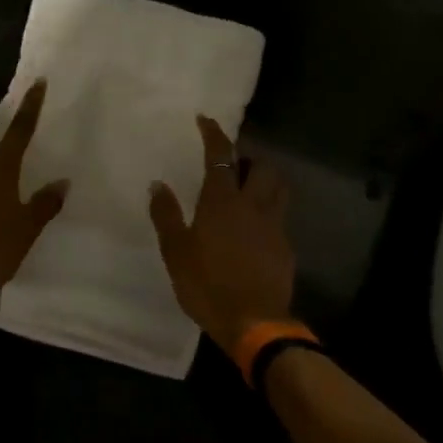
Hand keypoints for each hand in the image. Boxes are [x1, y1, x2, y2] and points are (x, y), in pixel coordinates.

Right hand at [148, 116, 295, 358]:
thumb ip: (166, 215)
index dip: (214, 134)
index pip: (221, 156)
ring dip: (266, 180)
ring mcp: (274, 226)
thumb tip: (157, 183)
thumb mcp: (176, 251)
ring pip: (278, 189)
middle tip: (233, 165)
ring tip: (249, 190)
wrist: (254, 322)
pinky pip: (279, 218)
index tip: (205, 119)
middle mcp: (253, 206)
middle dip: (249, 158)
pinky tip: (254, 230)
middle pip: (261, 167)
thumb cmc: (207, 285)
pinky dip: (267, 213)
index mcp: (222, 202)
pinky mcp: (285, 247)